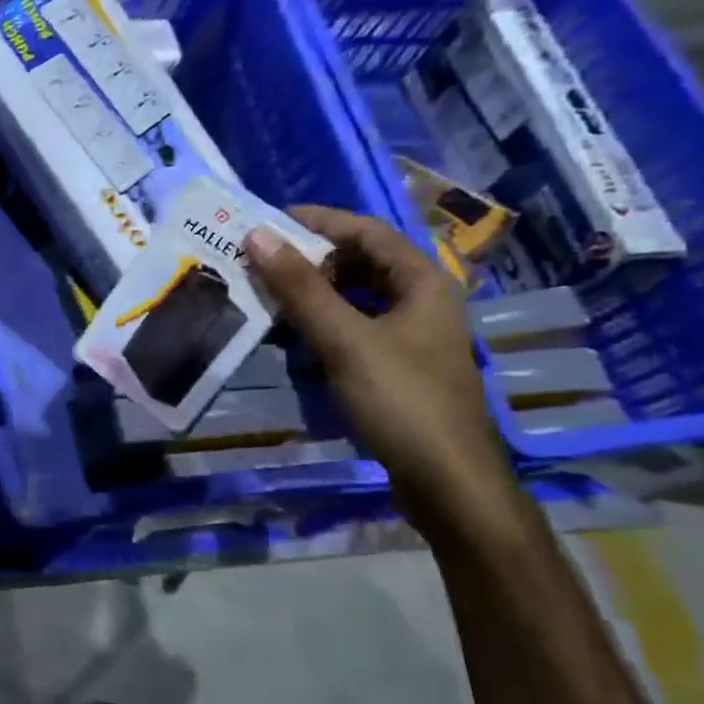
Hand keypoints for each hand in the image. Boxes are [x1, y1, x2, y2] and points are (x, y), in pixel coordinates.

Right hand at [244, 206, 512, 524]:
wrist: (446, 481)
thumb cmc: (401, 400)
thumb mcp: (345, 340)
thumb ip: (300, 288)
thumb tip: (257, 236)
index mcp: (423, 282)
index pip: (367, 231)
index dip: (318, 222)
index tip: (267, 223)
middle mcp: (422, 301)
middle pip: (362, 262)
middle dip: (311, 258)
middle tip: (260, 261)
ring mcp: (412, 336)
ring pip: (356, 297)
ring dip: (313, 292)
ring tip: (267, 294)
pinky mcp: (398, 366)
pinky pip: (354, 328)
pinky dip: (323, 323)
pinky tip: (293, 336)